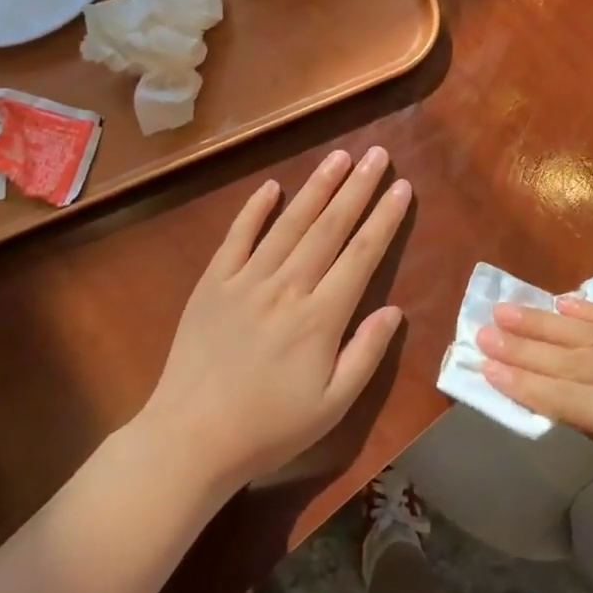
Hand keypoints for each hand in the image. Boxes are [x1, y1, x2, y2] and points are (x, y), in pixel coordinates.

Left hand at [143, 147, 411, 492]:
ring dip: (316, 187)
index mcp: (320, 317)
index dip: (384, 219)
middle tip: (377, 155)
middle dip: (357, 189)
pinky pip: (237, 237)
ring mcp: (246, 280)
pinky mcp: (213, 283)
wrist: (191, 437)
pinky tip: (271, 187)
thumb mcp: (332, 405)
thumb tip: (395, 309)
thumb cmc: (269, 427)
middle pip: (329, 228)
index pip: (361, 255)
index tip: (402, 188)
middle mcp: (287, 287)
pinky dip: (254, 210)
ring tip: (339, 157)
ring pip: (289, 223)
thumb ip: (366, 353)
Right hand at [477, 297, 592, 534]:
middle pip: (573, 359)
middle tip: (482, 331)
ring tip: (507, 310)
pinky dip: (592, 310)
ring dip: (545, 322)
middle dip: (523, 347)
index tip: (486, 368)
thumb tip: (568, 407)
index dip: (524, 385)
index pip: (569, 399)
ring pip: (592, 332)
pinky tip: (563, 303)